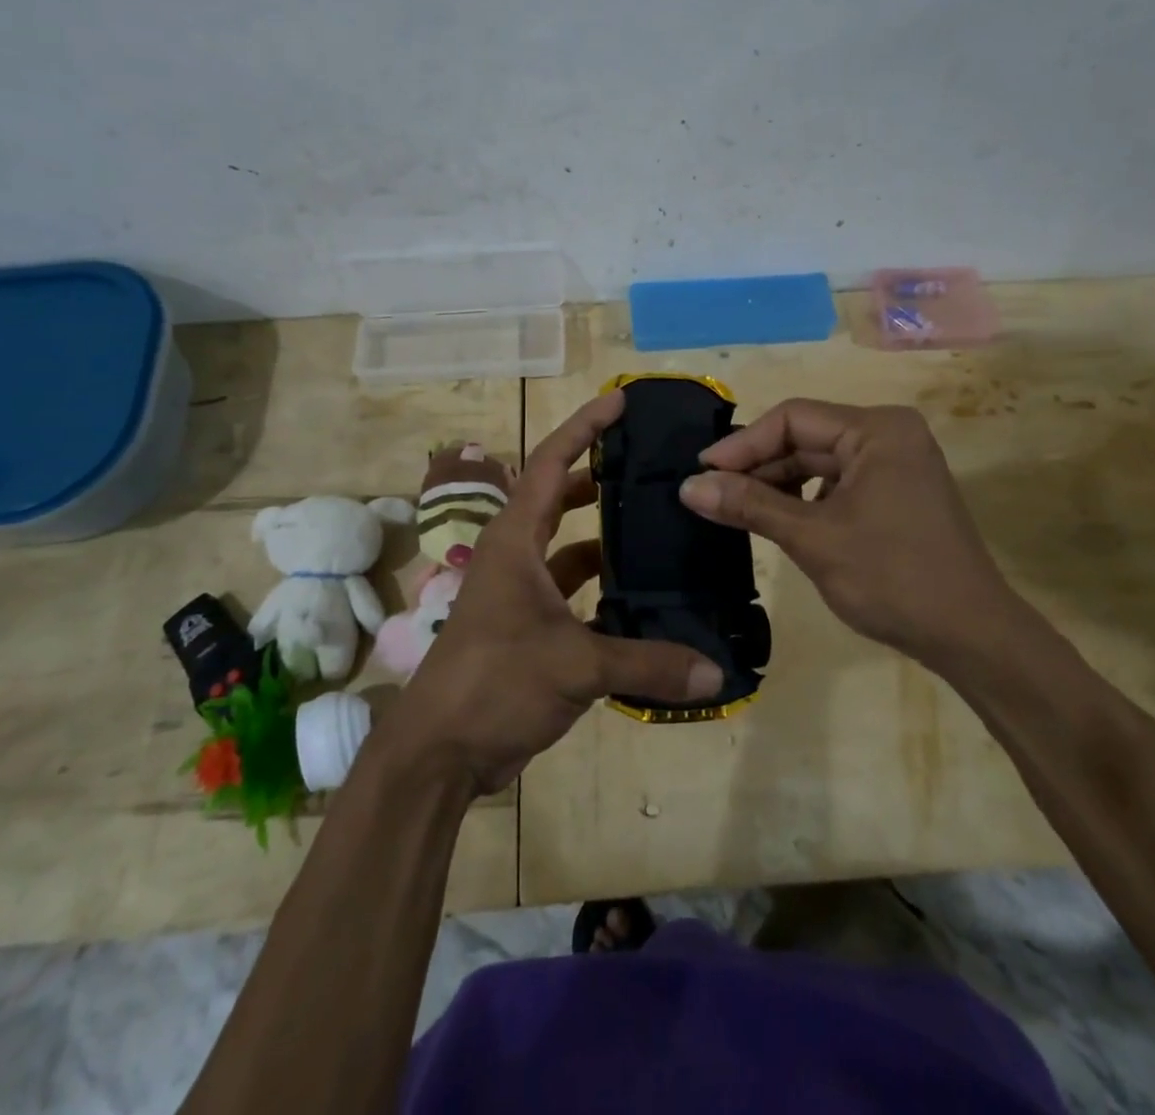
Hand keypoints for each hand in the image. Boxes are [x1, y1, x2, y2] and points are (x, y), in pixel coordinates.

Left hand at [377, 390, 725, 796]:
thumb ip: (647, 663)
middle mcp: (516, 556)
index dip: (585, 427)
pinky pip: (572, 593)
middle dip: (601, 478)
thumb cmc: (494, 683)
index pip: (552, 463)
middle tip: (652, 467)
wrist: (439, 752)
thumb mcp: (574, 666)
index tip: (621, 402)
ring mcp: (521, 593)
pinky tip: (642, 597)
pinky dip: (603, 590)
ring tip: (658, 528)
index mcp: (515, 540)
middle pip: (561, 498)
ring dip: (606, 539)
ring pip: (570, 549)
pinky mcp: (529, 628)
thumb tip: (715, 671)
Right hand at [678, 398, 1021, 669]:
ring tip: (735, 510)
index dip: (743, 444)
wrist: (971, 636)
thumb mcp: (813, 538)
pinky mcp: (895, 494)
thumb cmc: (892, 577)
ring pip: (819, 463)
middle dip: (758, 467)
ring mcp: (896, 465)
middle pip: (806, 438)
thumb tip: (688, 486)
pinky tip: (777, 521)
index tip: (701, 473)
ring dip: (777, 485)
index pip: (794, 418)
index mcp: (877, 430)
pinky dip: (804, 500)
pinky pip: (837, 484)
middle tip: (710, 494)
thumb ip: (749, 505)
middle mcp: (889, 435)